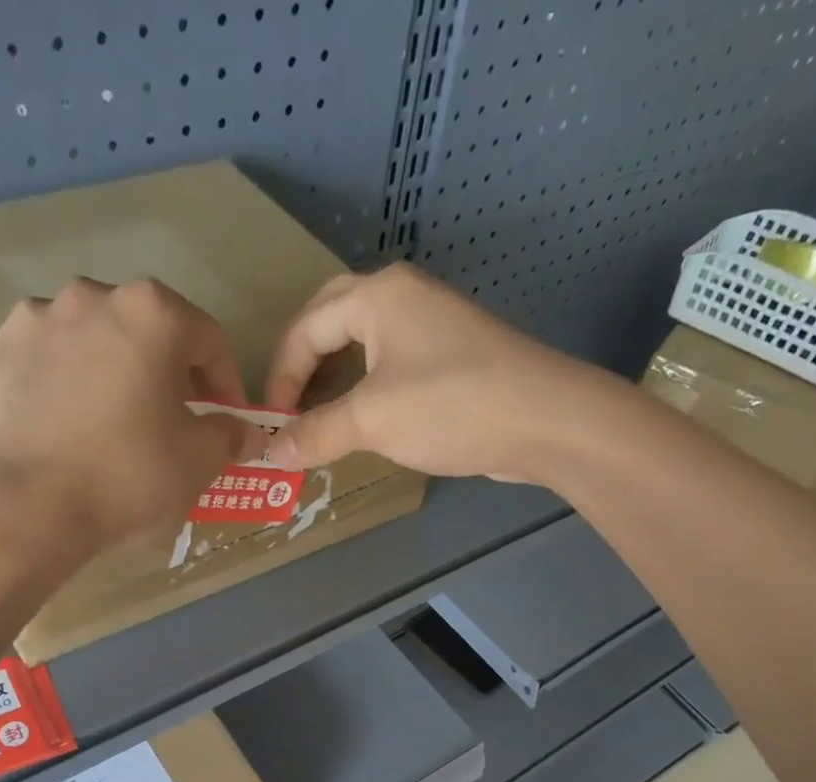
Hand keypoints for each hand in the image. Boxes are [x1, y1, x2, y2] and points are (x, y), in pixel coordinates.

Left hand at [0, 277, 257, 552]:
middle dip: (167, 372)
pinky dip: (64, 383)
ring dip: (113, 370)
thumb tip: (247, 433)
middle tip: (173, 420)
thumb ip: (230, 436)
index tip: (227, 420)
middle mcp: (92, 296)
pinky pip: (47, 361)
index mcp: (152, 313)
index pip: (209, 340)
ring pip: (93, 340)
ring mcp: (37, 319)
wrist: (33, 505)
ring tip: (115, 420)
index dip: (226, 383)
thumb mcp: (200, 462)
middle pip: (147, 331)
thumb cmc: (131, 475)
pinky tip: (69, 425)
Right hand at [263, 264, 597, 482]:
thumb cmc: (449, 406)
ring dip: (336, 380)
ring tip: (320, 420)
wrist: (543, 420)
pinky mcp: (454, 358)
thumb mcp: (372, 420)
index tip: (274, 424)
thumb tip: (272, 453)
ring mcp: (433, 326)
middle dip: (305, 367)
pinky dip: (368, 392)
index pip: (306, 326)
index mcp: (378, 295)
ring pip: (365, 345)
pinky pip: (393, 367)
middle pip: (332, 322)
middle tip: (290, 411)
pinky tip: (366, 423)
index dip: (282, 376)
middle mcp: (404, 297)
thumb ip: (317, 434)